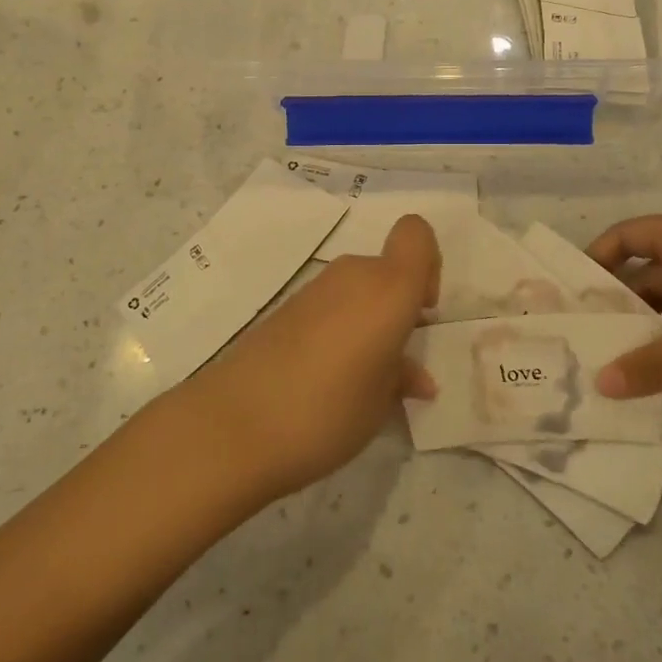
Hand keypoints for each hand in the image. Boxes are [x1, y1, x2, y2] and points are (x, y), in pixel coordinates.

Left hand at [181, 214, 440, 500]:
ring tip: (364, 379)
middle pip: (388, 268)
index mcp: (387, 288)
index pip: (417, 234)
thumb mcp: (380, 402)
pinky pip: (331, 307)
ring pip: (359, 290)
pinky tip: (330, 380)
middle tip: (397, 359)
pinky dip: (341, 330)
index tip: (421, 312)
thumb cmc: (327, 410)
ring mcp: (314, 290)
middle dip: (399, 305)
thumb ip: (402, 377)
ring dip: (369, 321)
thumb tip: (413, 374)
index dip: (429, 264)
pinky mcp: (285, 310)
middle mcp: (352, 276)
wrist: (232, 427)